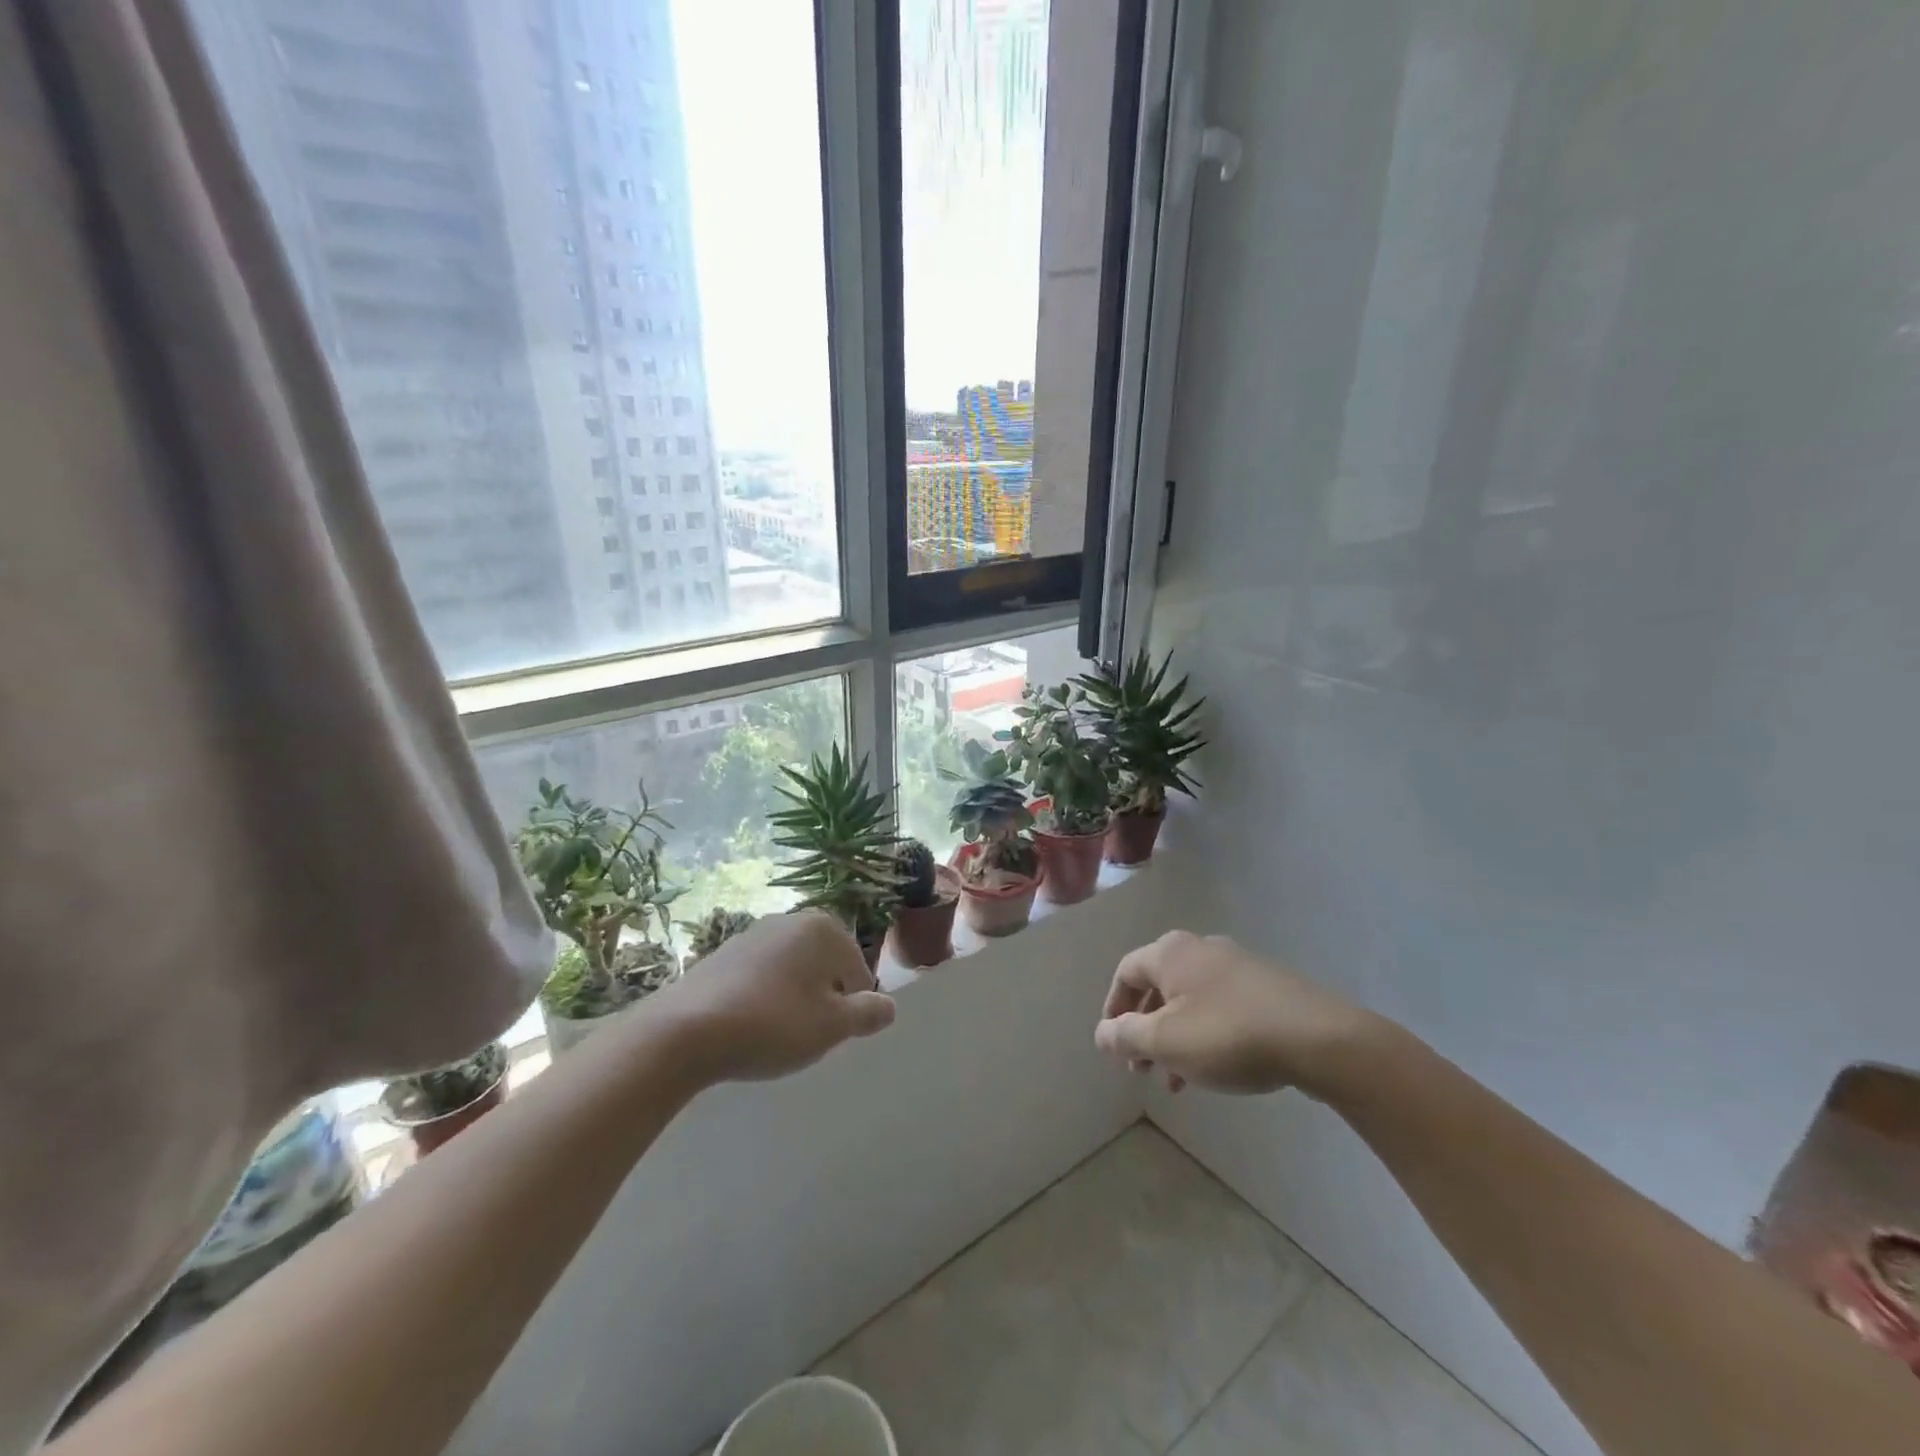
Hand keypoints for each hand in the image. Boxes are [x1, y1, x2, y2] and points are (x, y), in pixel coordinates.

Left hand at [650, 911, 895, 1083]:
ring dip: (792, 997)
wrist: (684, 1031)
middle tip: (807, 1034)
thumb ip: (866, 1014)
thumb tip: (890, 1007)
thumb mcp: (831, 1027)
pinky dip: (762, 998)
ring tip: (776, 1034)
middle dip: (822, 997)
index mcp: (822, 928)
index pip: (856, 967)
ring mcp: (751, 934)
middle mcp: (789, 920)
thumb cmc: (772, 1023)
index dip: (851, 1004)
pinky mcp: (720, 954)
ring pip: (790, 970)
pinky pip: (759, 976)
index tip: (831, 1033)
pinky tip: (747, 1027)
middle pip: (823, 964)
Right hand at [1095, 931, 1381, 1095]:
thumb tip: (1101, 1032)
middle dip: (1144, 1029)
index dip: (1112, 1007)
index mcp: (1172, 953)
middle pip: (1158, 986)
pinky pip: (1221, 1008)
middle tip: (1140, 1068)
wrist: (1319, 1038)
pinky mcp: (1267, 987)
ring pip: (1190, 1001)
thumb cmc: (1229, 1035)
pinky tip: (1215, 1070)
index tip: (1112, 1044)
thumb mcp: (1166, 1041)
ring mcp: (1238, 966)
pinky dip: (1205, 1035)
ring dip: (1175, 1038)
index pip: (1126, 972)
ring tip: (1176, 1080)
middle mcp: (1201, 949)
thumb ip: (1126, 1035)